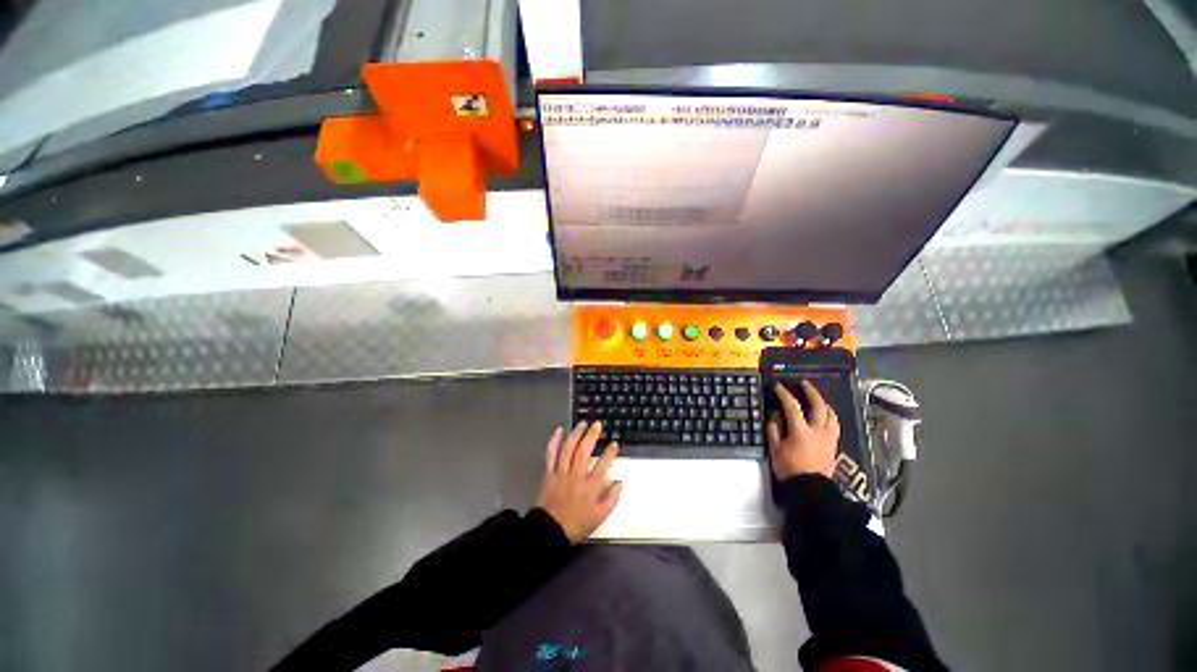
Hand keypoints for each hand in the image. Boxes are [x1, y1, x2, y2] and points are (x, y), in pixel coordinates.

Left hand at [537, 422, 622, 543]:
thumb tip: (620, 482)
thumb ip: (611, 499)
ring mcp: (561, 473)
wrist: (550, 531)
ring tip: (582, 424)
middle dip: (591, 436)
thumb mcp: (600, 516)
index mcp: (590, 488)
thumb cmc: (577, 524)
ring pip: (568, 449)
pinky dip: (554, 441)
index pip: (603, 465)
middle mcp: (575, 477)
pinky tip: (559, 431)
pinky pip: (550, 454)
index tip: (614, 443)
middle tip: (597, 425)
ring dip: (576, 434)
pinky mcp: (549, 473)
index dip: (610, 452)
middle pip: (583, 451)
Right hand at [767, 380, 839, 480]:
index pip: (792, 407)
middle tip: (803, 384)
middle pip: (818, 406)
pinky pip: (835, 425)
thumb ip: (774, 429)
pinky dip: (830, 416)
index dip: (784, 394)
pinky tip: (825, 416)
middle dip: (811, 392)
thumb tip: (775, 414)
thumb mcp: (775, 449)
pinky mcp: (833, 445)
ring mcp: (828, 438)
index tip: (778, 386)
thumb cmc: (790, 469)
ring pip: (831, 415)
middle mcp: (818, 431)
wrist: (811, 490)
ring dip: (823, 403)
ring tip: (817, 398)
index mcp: (801, 431)